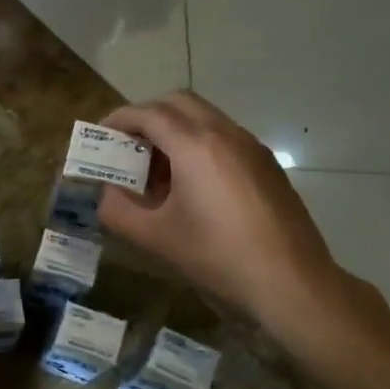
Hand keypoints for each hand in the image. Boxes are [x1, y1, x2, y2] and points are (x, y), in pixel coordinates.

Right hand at [98, 92, 364, 341]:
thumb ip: (116, 210)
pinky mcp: (267, 167)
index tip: (99, 137)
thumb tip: (107, 194)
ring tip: (154, 173)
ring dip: (173, 132)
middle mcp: (226, 134)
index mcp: (195, 146)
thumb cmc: (216, 258)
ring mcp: (252, 148)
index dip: (118, 120)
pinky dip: (197, 147)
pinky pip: (223, 139)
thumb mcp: (153, 238)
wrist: (291, 285)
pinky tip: (189, 189)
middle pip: (178, 103)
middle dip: (146, 117)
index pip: (148, 113)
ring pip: (203, 119)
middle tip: (125, 147)